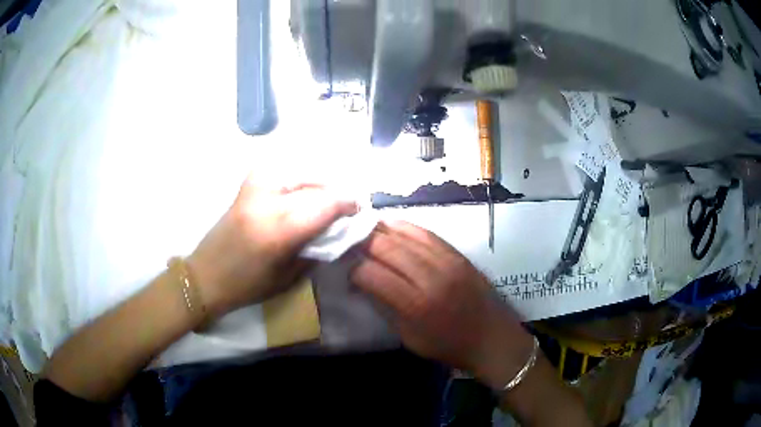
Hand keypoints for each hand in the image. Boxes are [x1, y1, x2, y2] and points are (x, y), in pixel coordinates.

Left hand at [188, 177, 357, 317]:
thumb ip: (315, 249)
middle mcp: (267, 202)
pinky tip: (300, 189)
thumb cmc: (247, 286)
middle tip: (346, 205)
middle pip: (315, 185)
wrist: (205, 275)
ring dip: (318, 182)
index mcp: (278, 231)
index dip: (348, 203)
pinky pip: (280, 171)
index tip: (359, 209)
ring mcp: (253, 189)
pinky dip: (296, 177)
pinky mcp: (245, 186)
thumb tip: (337, 230)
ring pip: (298, 172)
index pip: (325, 205)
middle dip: (336, 193)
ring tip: (325, 198)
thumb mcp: (288, 276)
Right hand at [350, 221, 534, 384]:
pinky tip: (391, 226)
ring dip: (381, 230)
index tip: (346, 270)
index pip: (372, 274)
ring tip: (364, 230)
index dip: (354, 269)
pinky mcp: (458, 254)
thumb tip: (363, 282)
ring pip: (405, 234)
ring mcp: (447, 261)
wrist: (494, 339)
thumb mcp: (410, 338)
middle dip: (362, 243)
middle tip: (348, 244)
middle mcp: (431, 277)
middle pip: (387, 247)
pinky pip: (426, 233)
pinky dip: (405, 227)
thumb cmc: (449, 346)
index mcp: (416, 305)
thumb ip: (386, 307)